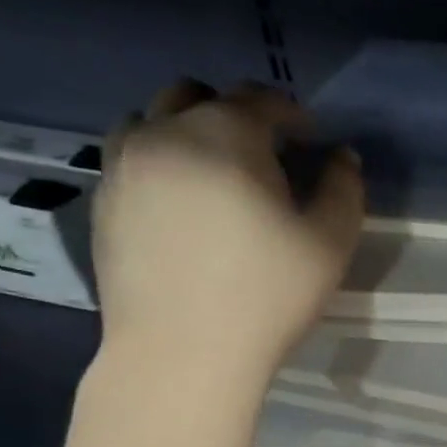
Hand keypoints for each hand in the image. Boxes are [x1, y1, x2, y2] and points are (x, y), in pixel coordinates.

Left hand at [90, 79, 363, 390]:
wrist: (182, 353)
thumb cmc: (267, 295)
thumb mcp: (331, 242)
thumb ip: (344, 188)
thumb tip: (341, 157)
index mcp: (225, 134)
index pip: (260, 98)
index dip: (292, 114)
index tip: (310, 142)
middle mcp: (165, 133)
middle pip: (197, 94)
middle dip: (235, 113)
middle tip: (263, 156)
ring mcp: (123, 166)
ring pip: (152, 119)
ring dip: (187, 131)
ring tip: (214, 174)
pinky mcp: (102, 202)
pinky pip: (129, 158)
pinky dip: (158, 163)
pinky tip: (181, 206)